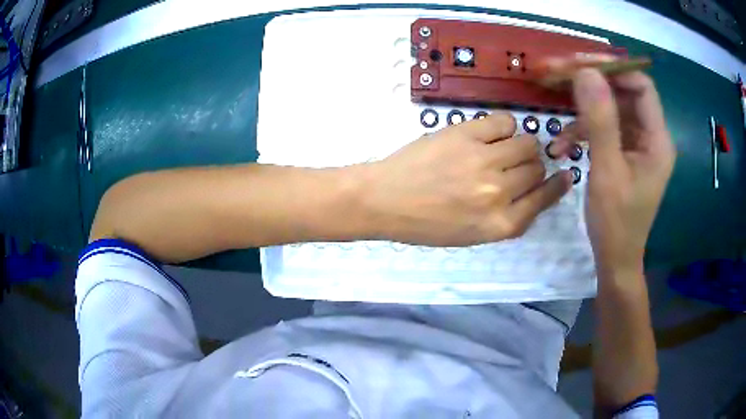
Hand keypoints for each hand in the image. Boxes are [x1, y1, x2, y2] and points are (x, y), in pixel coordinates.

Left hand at [362, 112, 571, 246]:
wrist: (384, 200)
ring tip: (502, 150)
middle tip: (513, 166)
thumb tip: (538, 190)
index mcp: (500, 224)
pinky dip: (504, 127)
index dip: (556, 187)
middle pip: (537, 169)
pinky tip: (491, 134)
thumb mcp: (473, 234)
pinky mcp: (467, 134)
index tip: (564, 176)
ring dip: (520, 147)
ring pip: (527, 144)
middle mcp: (499, 193)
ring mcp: (484, 160)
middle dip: (531, 168)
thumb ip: (509, 216)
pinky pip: (505, 122)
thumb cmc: (426, 224)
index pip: (544, 200)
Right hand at [551, 63, 674, 272]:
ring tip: (556, 115)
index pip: (640, 86)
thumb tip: (585, 72)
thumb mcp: (607, 171)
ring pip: (611, 108)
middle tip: (556, 75)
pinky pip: (606, 128)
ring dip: (583, 109)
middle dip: (590, 82)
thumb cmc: (616, 223)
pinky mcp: (626, 152)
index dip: (612, 69)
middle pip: (623, 92)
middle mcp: (651, 135)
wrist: (615, 259)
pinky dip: (584, 130)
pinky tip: (563, 143)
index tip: (578, 64)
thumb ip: (600, 121)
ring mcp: (638, 144)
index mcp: (657, 139)